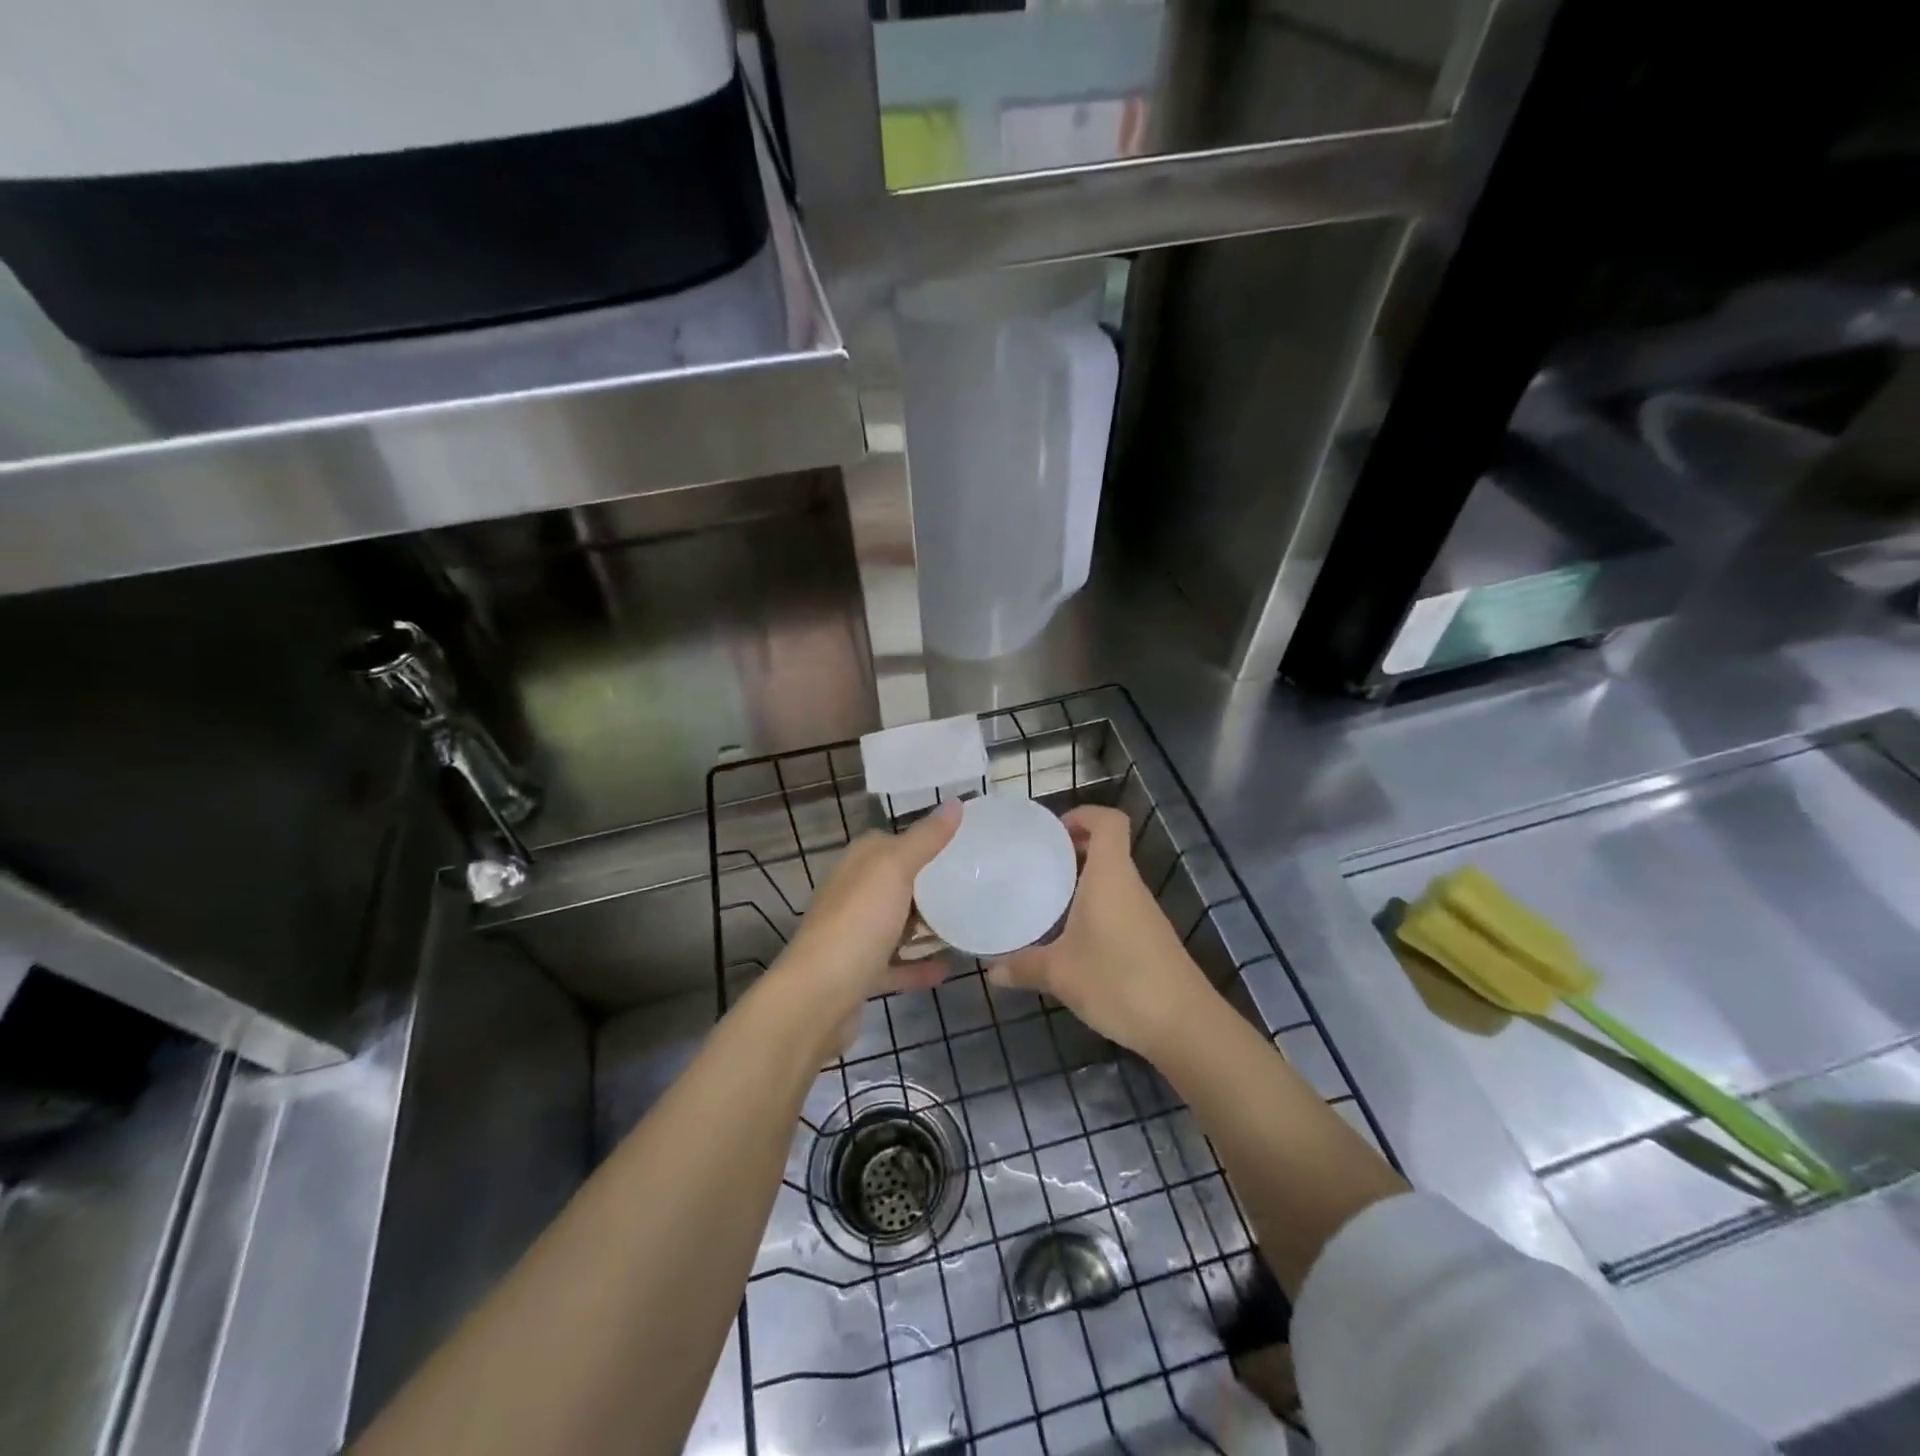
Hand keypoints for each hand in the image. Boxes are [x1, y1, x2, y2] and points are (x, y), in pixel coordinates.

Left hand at [773, 802, 960, 1051]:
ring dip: (926, 926)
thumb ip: (925, 838)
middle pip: (896, 883)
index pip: (891, 841)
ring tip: (968, 923)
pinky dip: (919, 966)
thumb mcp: (894, 870)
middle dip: (930, 884)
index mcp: (857, 864)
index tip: (963, 844)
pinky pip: (896, 965)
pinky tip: (948, 968)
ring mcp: (854, 936)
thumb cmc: (857, 923)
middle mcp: (852, 895)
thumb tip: (955, 802)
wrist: (817, 999)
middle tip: (975, 884)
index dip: (924, 839)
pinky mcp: (860, 974)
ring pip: (896, 924)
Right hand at [988, 804, 1212, 1058]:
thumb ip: (1023, 966)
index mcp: (1110, 876)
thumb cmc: (1118, 981)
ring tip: (1046, 898)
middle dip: (1073, 849)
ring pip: (1112, 880)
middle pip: (1107, 848)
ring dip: (1082, 881)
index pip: (1109, 821)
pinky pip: (1117, 906)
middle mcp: (1130, 885)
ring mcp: (1144, 913)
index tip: (1052, 832)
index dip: (1084, 815)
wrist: (1184, 1025)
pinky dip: (1094, 908)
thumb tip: (991, 971)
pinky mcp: (1149, 938)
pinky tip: (1071, 936)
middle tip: (1036, 865)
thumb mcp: (1060, 974)